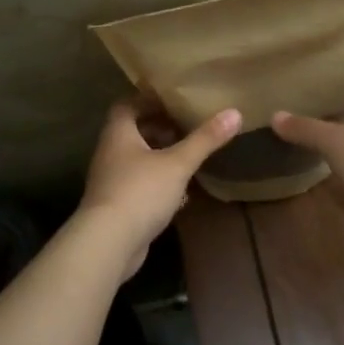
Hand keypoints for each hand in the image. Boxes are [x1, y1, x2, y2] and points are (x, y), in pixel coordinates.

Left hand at [78, 100, 242, 271]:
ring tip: (186, 156)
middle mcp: (109, 153)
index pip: (127, 105)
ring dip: (158, 156)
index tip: (172, 100)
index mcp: (118, 134)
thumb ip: (204, 140)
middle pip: (132, 132)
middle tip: (185, 127)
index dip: (148, 101)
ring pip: (136, 160)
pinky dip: (157, 182)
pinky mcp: (116, 206)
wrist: (108, 243)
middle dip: (158, 129)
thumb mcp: (178, 163)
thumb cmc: (141, 192)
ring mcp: (110, 181)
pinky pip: (138, 184)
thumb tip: (235, 112)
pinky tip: (179, 192)